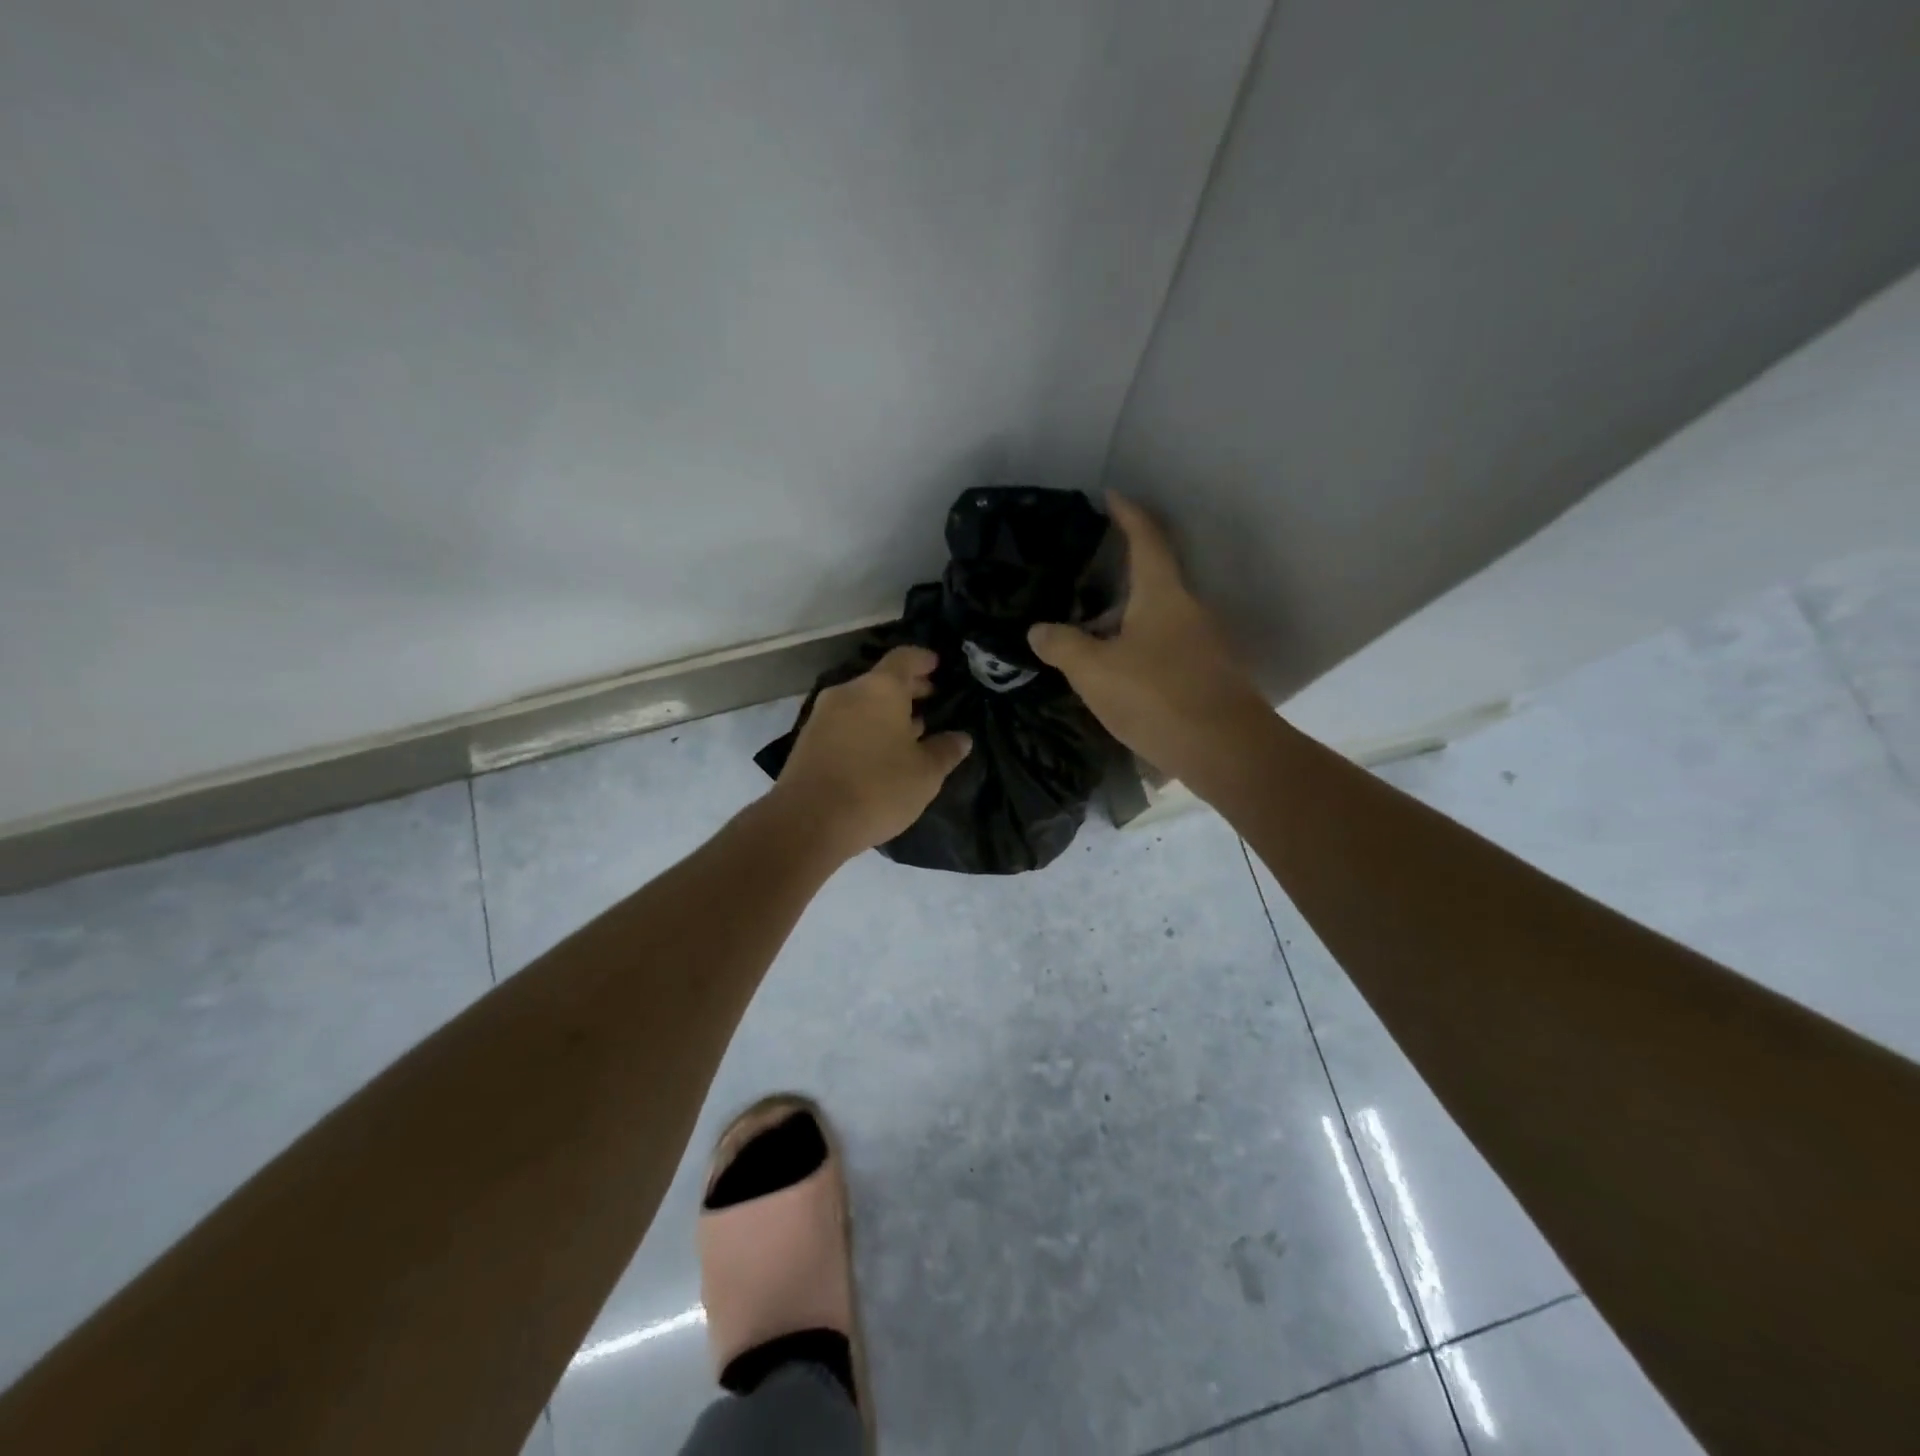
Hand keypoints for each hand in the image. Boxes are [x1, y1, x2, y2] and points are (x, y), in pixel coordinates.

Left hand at [771, 646, 972, 859]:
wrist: (808, 821)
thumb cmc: (877, 788)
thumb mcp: (925, 774)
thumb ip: (945, 750)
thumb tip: (961, 738)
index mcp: (880, 689)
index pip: (905, 658)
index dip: (924, 660)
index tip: (938, 665)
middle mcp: (849, 692)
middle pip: (882, 680)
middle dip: (908, 688)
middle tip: (931, 699)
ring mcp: (823, 715)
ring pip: (862, 702)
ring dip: (886, 711)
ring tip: (911, 730)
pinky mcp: (808, 740)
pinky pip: (846, 722)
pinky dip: (866, 727)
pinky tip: (881, 751)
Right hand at [1028, 494, 1267, 783]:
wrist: (1226, 751)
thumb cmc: (1157, 697)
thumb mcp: (1095, 671)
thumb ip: (1064, 646)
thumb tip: (1038, 629)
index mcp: (1162, 595)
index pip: (1146, 539)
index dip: (1127, 514)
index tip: (1111, 496)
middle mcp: (1188, 610)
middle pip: (1153, 578)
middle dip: (1120, 573)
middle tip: (1083, 575)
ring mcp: (1202, 643)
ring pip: (1158, 617)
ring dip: (1126, 617)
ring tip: (1089, 628)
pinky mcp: (1206, 675)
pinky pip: (1164, 646)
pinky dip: (1138, 646)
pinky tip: (1116, 669)